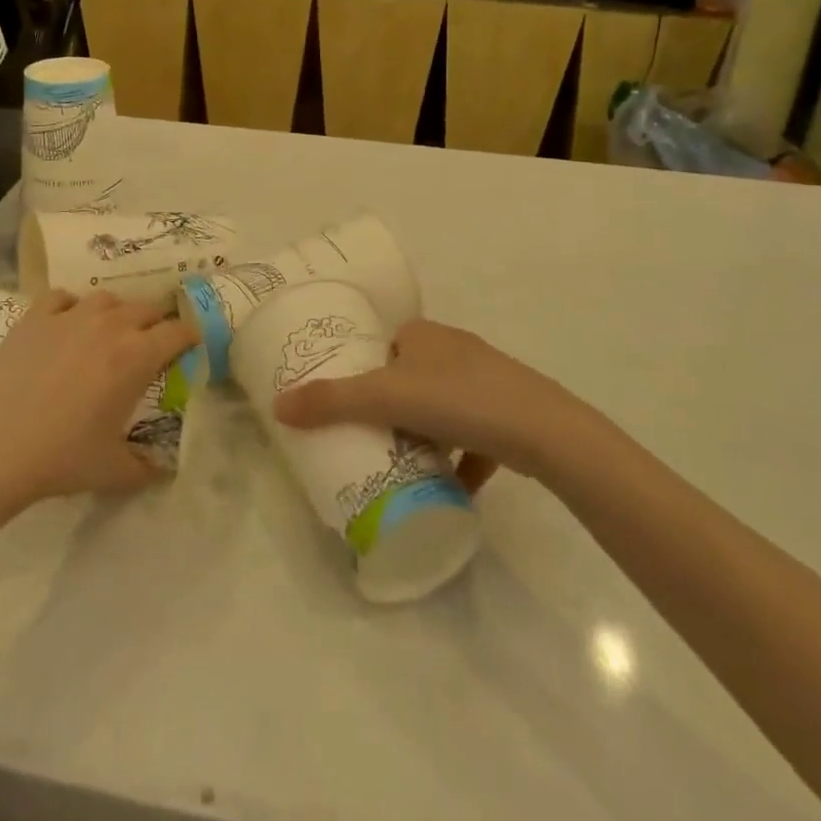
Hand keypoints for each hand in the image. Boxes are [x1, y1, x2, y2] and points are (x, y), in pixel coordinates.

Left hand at [0, 290, 194, 504]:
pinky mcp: (36, 316)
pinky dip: (72, 306)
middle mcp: (110, 326)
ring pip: (108, 298)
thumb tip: (167, 470)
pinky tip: (67, 325)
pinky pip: (64, 297)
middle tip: (149, 348)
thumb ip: (147, 467)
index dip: (189, 337)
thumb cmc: (60, 458)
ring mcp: (71, 316)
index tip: (189, 347)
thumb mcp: (113, 470)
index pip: (178, 331)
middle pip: (147, 309)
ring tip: (109, 334)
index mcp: (136, 357)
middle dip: (156, 324)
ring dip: (117, 313)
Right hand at [272, 319, 567, 489]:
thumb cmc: (458, 400)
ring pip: (443, 407)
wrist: (542, 431)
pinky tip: (452, 486)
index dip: (367, 370)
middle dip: (394, 407)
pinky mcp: (508, 414)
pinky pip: (474, 435)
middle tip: (372, 440)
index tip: (351, 405)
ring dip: (427, 433)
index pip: (385, 344)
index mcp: (424, 334)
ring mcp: (486, 380)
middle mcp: (454, 349)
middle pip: (411, 377)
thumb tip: (278, 406)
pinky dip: (461, 458)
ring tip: (405, 464)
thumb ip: (332, 401)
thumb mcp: (385, 397)